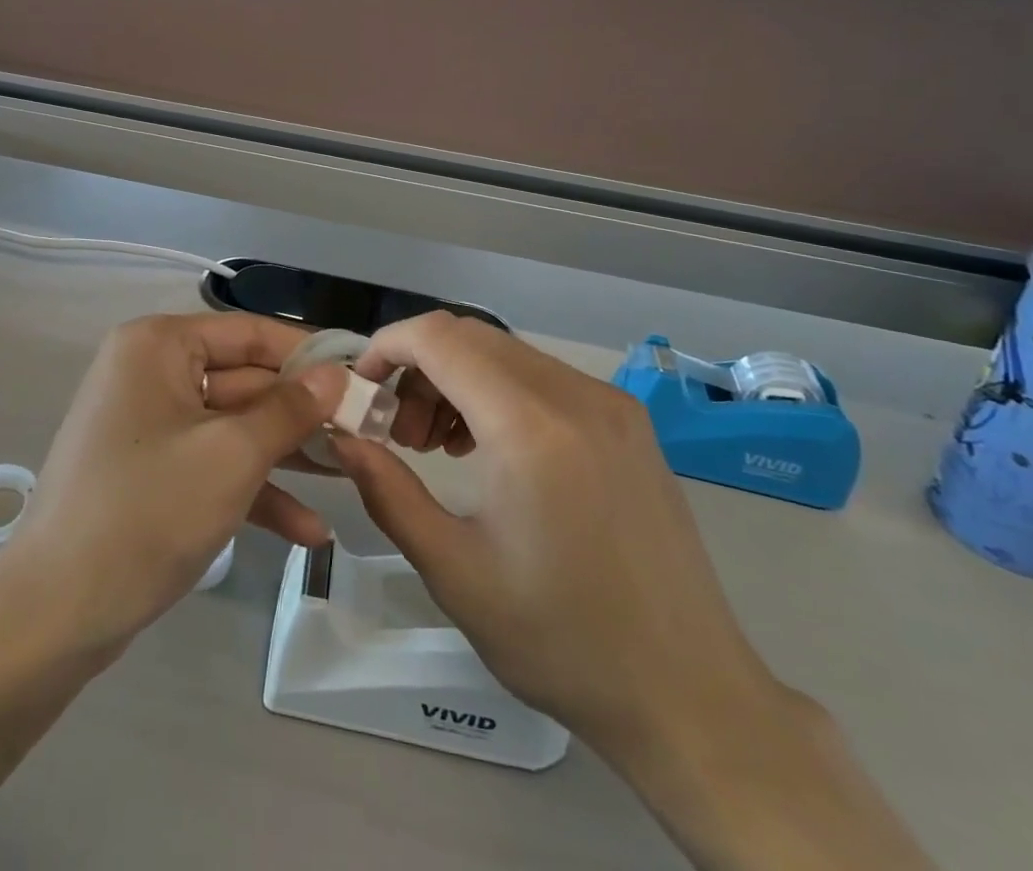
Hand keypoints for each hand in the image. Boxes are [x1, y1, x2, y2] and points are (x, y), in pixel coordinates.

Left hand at [3, 313, 345, 651]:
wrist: (54, 614)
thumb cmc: (148, 511)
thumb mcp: (232, 455)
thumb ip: (290, 409)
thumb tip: (336, 375)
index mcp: (160, 346)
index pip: (251, 333)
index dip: (309, 355)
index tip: (363, 378)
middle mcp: (152, 372)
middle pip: (245, 380)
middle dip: (303, 415)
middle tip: (366, 436)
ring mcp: (151, 424)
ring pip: (234, 426)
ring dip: (287, 456)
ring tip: (351, 476)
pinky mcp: (152, 471)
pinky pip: (212, 463)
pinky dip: (254, 490)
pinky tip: (309, 531)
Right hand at [328, 313, 784, 757]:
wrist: (690, 696)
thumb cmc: (561, 640)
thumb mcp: (453, 571)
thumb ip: (386, 491)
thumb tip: (343, 438)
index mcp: (530, 426)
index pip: (439, 337)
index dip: (387, 348)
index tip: (360, 390)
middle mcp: (574, 394)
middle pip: (470, 337)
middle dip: (417, 368)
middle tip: (396, 433)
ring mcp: (610, 403)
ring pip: (506, 352)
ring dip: (456, 378)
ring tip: (438, 446)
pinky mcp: (628, 421)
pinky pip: (542, 376)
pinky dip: (497, 391)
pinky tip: (489, 448)